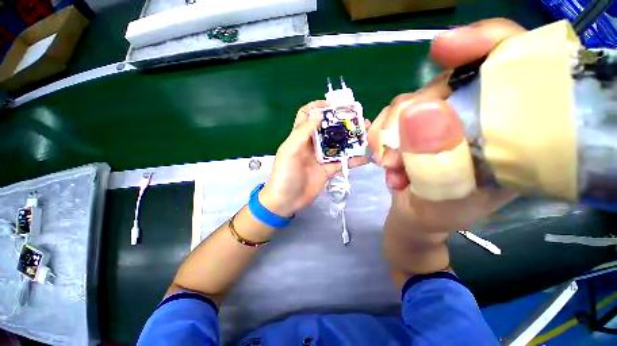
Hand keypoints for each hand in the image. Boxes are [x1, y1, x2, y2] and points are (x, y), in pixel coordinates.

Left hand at [260, 101, 369, 217]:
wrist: (287, 200)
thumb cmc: (285, 174)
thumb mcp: (289, 151)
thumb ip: (302, 132)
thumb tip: (318, 114)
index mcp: (300, 137)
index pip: (307, 115)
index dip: (318, 107)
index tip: (333, 105)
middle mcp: (312, 144)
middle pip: (328, 129)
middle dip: (342, 122)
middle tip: (358, 120)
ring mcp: (322, 157)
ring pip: (338, 144)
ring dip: (351, 139)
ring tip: (366, 134)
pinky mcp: (328, 169)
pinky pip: (343, 162)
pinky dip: (354, 159)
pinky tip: (366, 156)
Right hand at [368, 18, 525, 232]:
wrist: (415, 220)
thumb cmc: (439, 217)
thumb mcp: (444, 198)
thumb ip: (435, 161)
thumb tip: (416, 111)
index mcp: (513, 131)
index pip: (515, 63)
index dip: (485, 43)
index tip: (444, 49)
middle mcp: (479, 116)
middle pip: (447, 82)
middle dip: (410, 117)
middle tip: (396, 159)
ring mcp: (444, 120)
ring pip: (410, 102)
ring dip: (390, 136)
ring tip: (390, 169)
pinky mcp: (417, 127)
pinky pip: (392, 118)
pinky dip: (382, 139)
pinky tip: (386, 164)